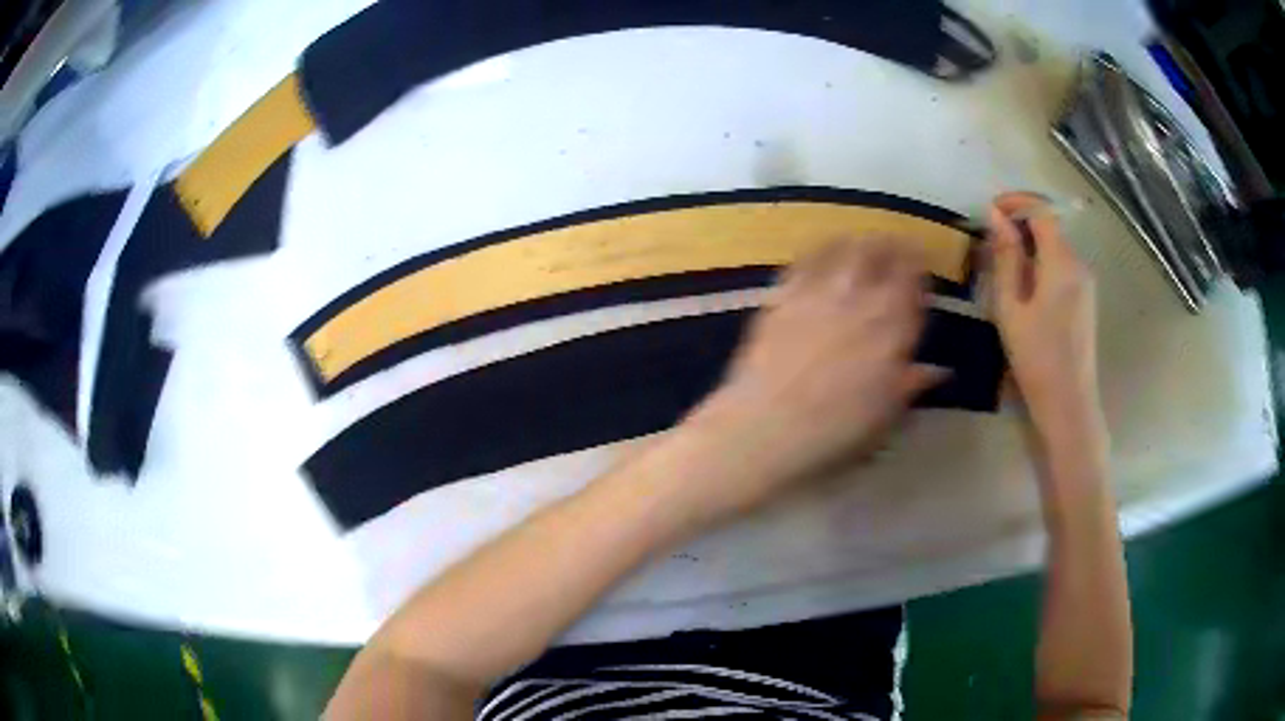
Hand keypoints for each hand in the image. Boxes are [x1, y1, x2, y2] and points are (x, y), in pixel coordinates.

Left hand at [662, 237, 946, 519]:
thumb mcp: (886, 416)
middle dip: (891, 246)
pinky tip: (819, 252)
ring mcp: (819, 294)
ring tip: (861, 240)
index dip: (918, 269)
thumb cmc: (836, 432)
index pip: (912, 283)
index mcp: (893, 329)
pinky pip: (804, 262)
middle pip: (880, 255)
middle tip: (895, 244)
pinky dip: (818, 252)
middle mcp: (860, 301)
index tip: (920, 266)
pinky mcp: (782, 297)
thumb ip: (911, 385)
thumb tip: (937, 371)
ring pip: (844, 250)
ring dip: (857, 242)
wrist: (767, 428)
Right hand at [988, 193, 1105, 456]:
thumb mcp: (1011, 307)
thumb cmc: (1036, 358)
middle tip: (991, 242)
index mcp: (1061, 263)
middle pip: (1050, 226)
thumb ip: (1006, 258)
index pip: (1042, 211)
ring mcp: (1086, 282)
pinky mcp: (1086, 298)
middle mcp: (1079, 264)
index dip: (1016, 202)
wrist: (1069, 403)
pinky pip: (1062, 265)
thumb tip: (996, 217)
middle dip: (1021, 224)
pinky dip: (1042, 262)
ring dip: (1030, 245)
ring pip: (1055, 246)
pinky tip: (1025, 288)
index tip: (991, 210)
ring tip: (1003, 268)